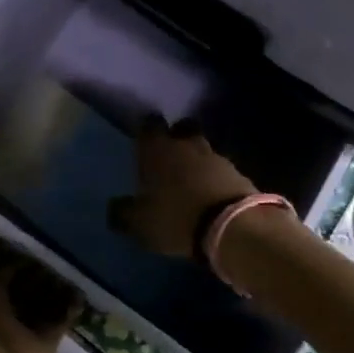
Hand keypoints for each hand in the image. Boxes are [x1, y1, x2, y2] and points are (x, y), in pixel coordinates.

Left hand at [0, 226, 78, 352]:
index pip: (5, 257)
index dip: (18, 242)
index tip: (38, 222)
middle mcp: (6, 299)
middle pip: (29, 274)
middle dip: (43, 260)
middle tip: (65, 237)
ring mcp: (28, 318)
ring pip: (48, 293)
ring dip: (61, 279)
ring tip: (80, 256)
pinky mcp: (48, 335)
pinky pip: (65, 314)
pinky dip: (74, 302)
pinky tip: (85, 283)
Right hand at [108, 117, 256, 258]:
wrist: (233, 228)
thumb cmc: (175, 217)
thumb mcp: (139, 222)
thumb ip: (123, 212)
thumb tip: (114, 207)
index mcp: (157, 149)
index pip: (149, 124)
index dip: (146, 130)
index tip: (143, 141)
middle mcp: (186, 144)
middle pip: (182, 128)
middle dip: (176, 138)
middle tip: (169, 156)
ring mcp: (216, 157)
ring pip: (203, 149)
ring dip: (197, 160)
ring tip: (191, 181)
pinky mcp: (239, 174)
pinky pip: (222, 170)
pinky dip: (215, 179)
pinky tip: (210, 196)